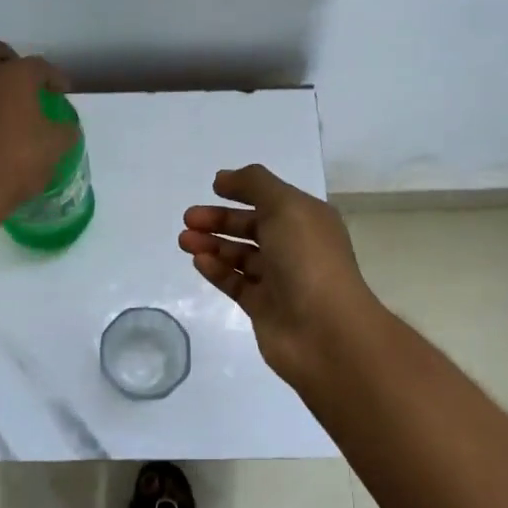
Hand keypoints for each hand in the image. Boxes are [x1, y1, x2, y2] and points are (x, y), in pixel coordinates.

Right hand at [180, 164, 381, 389]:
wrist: (324, 330)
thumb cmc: (307, 259)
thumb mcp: (285, 206)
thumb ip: (254, 184)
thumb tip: (224, 177)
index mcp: (307, 220)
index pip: (271, 199)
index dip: (243, 191)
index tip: (213, 188)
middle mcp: (295, 247)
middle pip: (252, 227)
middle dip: (219, 219)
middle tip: (188, 218)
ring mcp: (279, 280)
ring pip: (240, 255)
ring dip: (212, 244)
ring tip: (184, 239)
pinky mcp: (263, 307)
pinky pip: (235, 282)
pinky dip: (216, 270)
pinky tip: (198, 260)